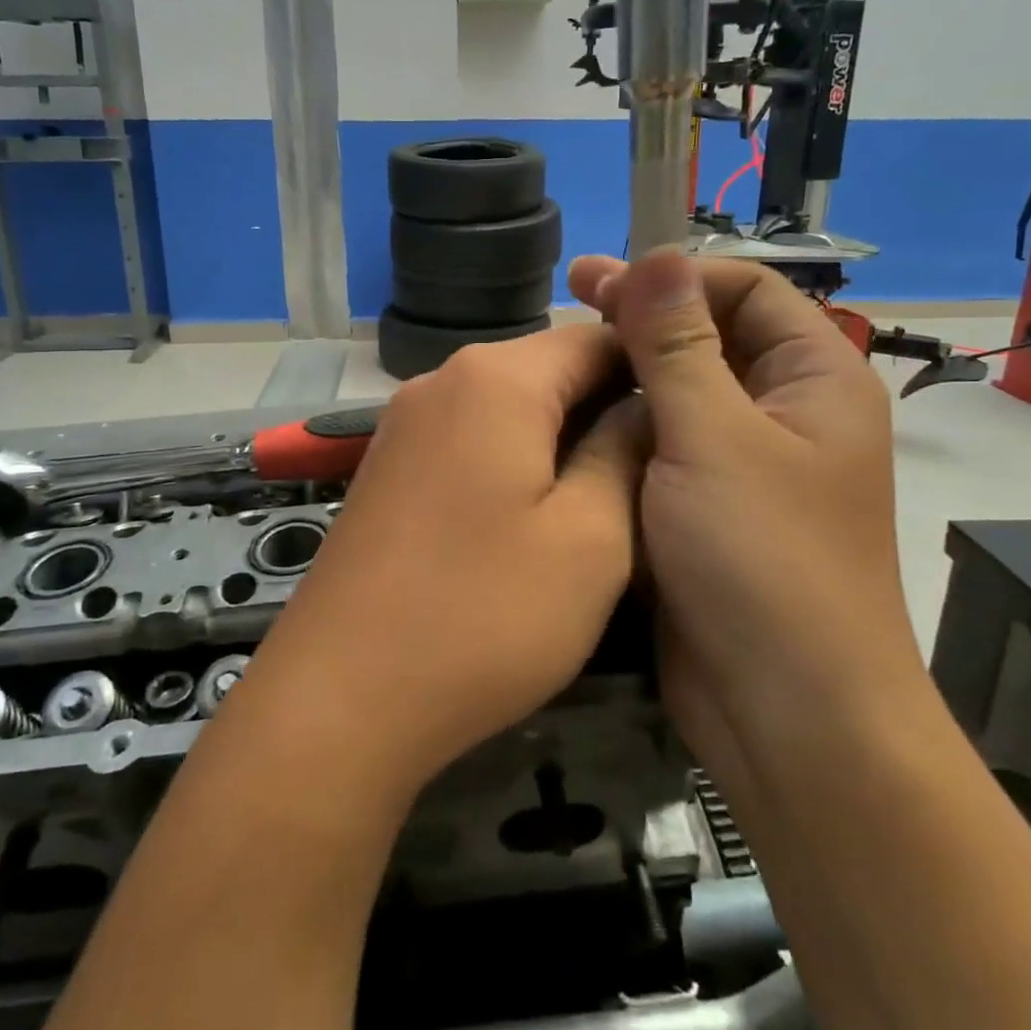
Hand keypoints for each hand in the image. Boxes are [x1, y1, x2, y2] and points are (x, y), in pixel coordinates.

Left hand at [226, 326, 647, 802]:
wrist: (341, 693)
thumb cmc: (483, 614)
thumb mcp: (590, 539)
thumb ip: (624, 455)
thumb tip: (643, 408)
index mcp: (496, 377)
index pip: (594, 335)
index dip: (650, 369)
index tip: (689, 420)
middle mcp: (442, 379)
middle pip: (547, 368)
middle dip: (605, 406)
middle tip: (654, 470)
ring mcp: (405, 422)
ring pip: (508, 405)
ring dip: (559, 437)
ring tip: (603, 497)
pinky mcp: (387, 465)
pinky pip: (469, 437)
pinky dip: (511, 458)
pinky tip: (532, 514)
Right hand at [567, 248, 927, 773]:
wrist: (785, 712)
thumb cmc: (762, 560)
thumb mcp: (713, 437)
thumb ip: (678, 345)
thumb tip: (656, 255)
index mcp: (814, 380)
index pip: (747, 289)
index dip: (676, 275)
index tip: (600, 281)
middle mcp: (786, 412)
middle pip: (712, 336)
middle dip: (645, 315)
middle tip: (571, 296)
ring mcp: (745, 462)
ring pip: (683, 390)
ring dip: (631, 367)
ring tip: (565, 354)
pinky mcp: (708, 506)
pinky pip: (666, 442)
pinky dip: (627, 422)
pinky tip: (578, 416)